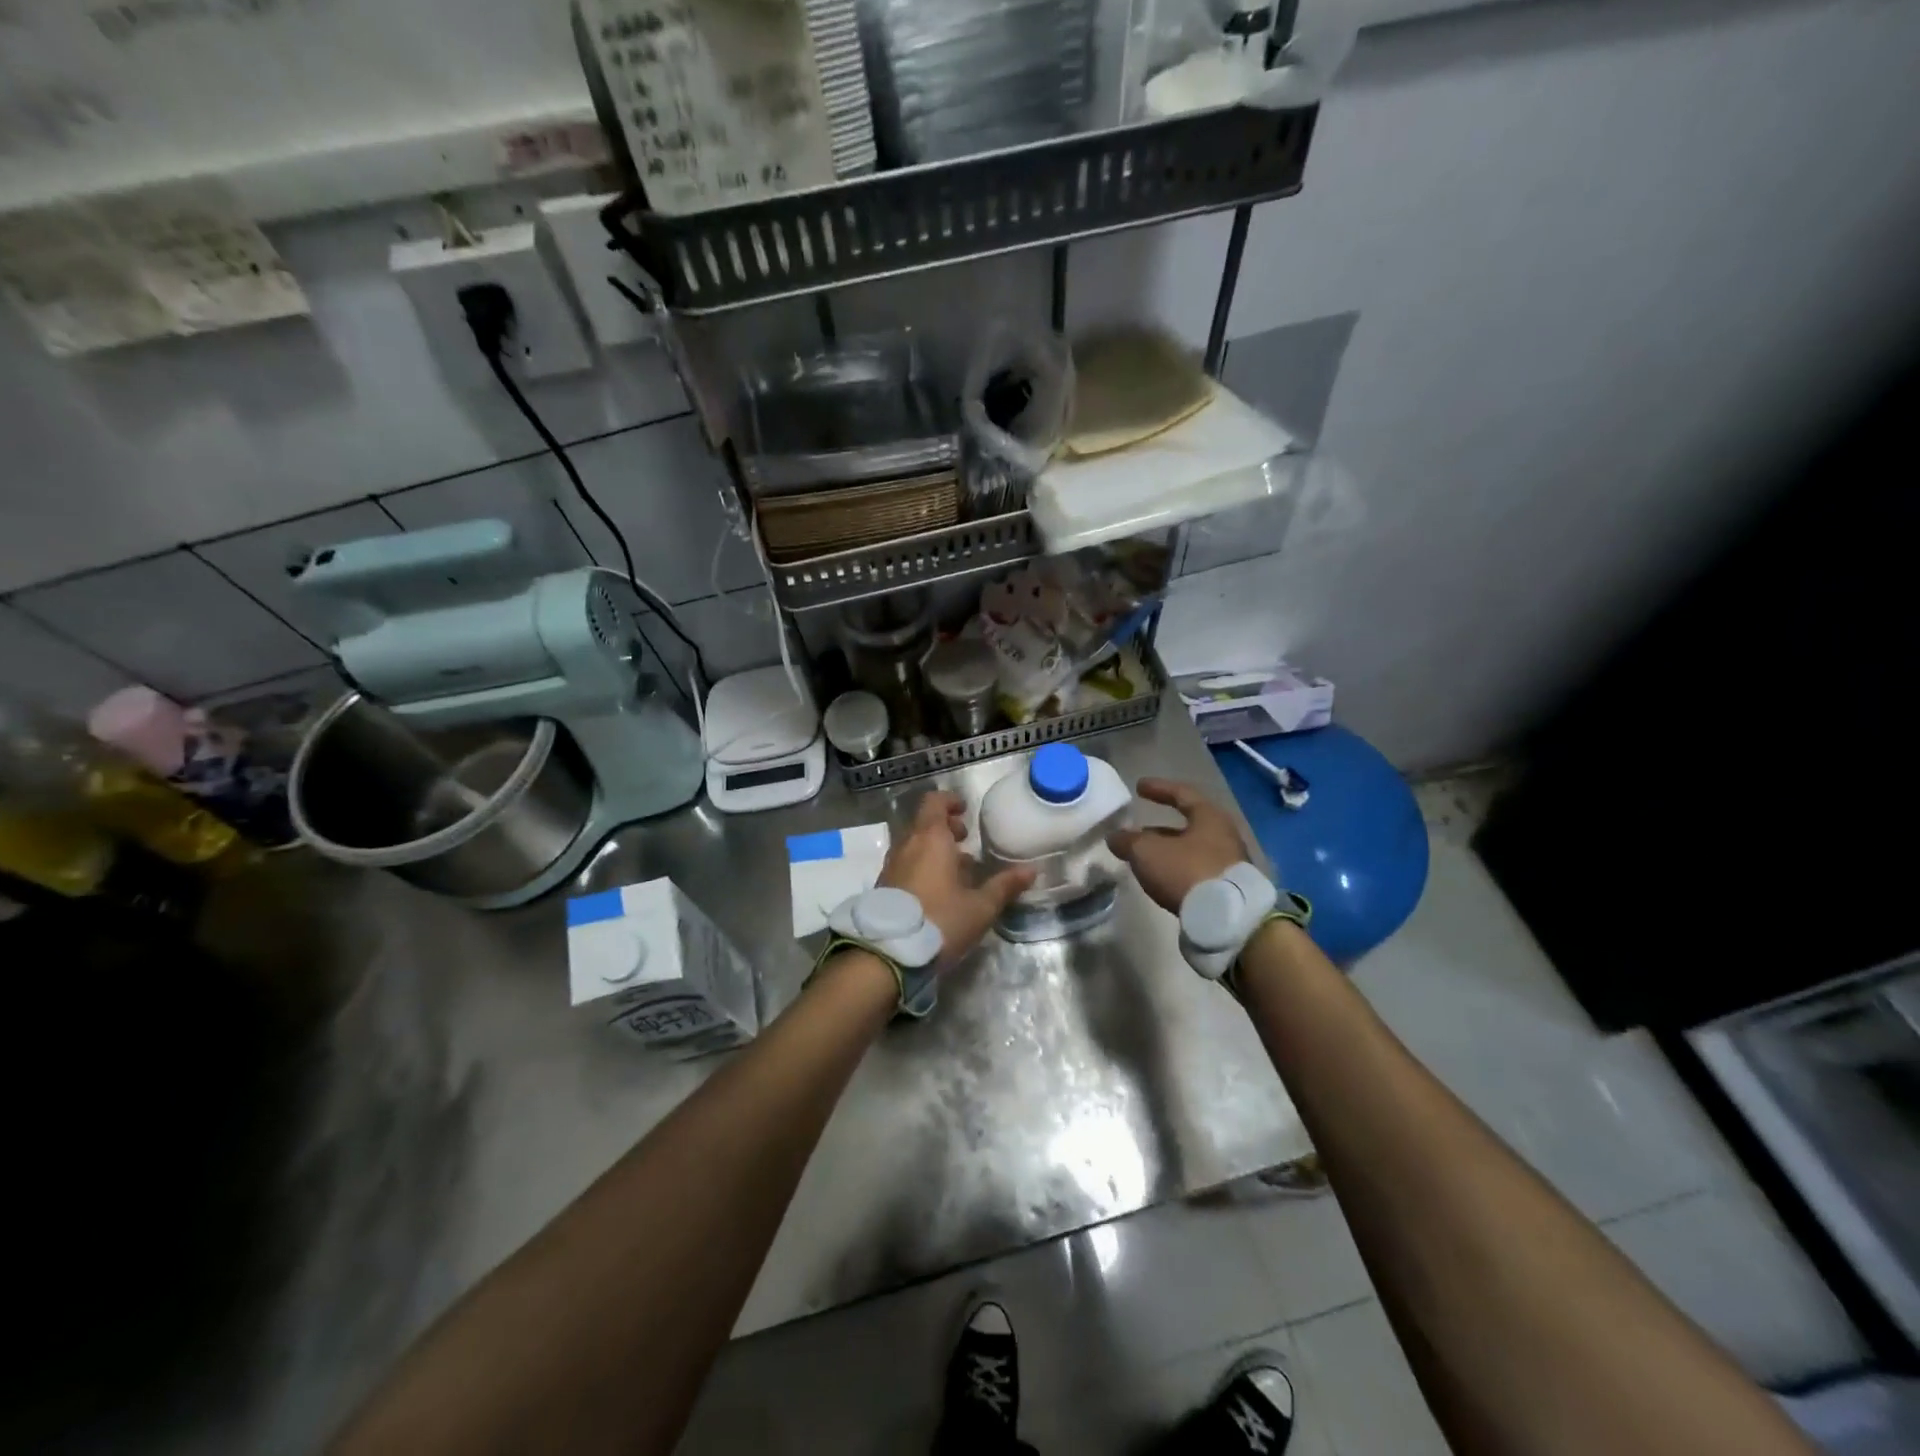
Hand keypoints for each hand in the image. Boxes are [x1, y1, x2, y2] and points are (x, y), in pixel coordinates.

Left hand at [878, 791, 1034, 970]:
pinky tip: (937, 890)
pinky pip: (905, 864)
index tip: (965, 811)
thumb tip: (1031, 870)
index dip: (950, 802)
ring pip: (913, 845)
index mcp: (930, 838)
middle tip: (965, 842)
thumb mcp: (980, 907)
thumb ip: (1004, 886)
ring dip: (933, 849)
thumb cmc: (940, 921)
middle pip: (924, 823)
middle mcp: (907, 844)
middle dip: (945, 828)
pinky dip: (921, 866)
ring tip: (956, 870)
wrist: (888, 953)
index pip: (934, 802)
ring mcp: (891, 865)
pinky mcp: (882, 886)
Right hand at [1108, 778, 1253, 914]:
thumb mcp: (1147, 852)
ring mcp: (1229, 862)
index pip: (1182, 793)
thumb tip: (1114, 837)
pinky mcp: (1227, 887)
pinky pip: (1196, 869)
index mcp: (1209, 816)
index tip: (1139, 786)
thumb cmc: (1186, 871)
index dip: (1158, 788)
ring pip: (1191, 849)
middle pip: (1188, 824)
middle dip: (1160, 827)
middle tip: (1138, 831)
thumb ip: (1127, 841)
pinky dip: (1177, 868)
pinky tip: (1161, 878)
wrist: (1227, 918)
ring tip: (1144, 858)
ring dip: (1167, 850)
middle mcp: (1224, 835)